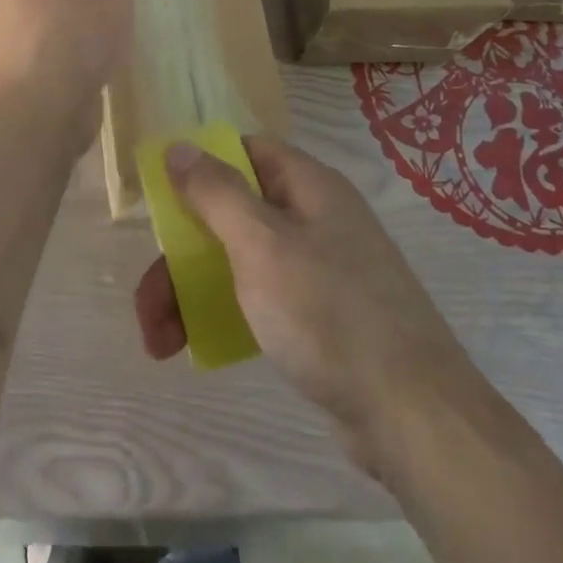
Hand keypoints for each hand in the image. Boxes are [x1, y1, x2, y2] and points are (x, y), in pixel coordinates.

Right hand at [134, 136, 477, 472]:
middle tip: (147, 303)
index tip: (162, 199)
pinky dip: (226, 313)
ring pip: (240, 260)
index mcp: (308, 185)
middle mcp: (315, 217)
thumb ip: (216, 192)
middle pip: (232, 213)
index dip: (200, 166)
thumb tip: (179, 145)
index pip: (244, 151)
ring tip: (159, 341)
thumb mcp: (261, 244)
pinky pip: (260, 297)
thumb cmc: (329, 313)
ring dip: (192, 291)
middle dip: (181, 254)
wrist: (414, 417)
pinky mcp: (322, 315)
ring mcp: (320, 267)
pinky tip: (200, 346)